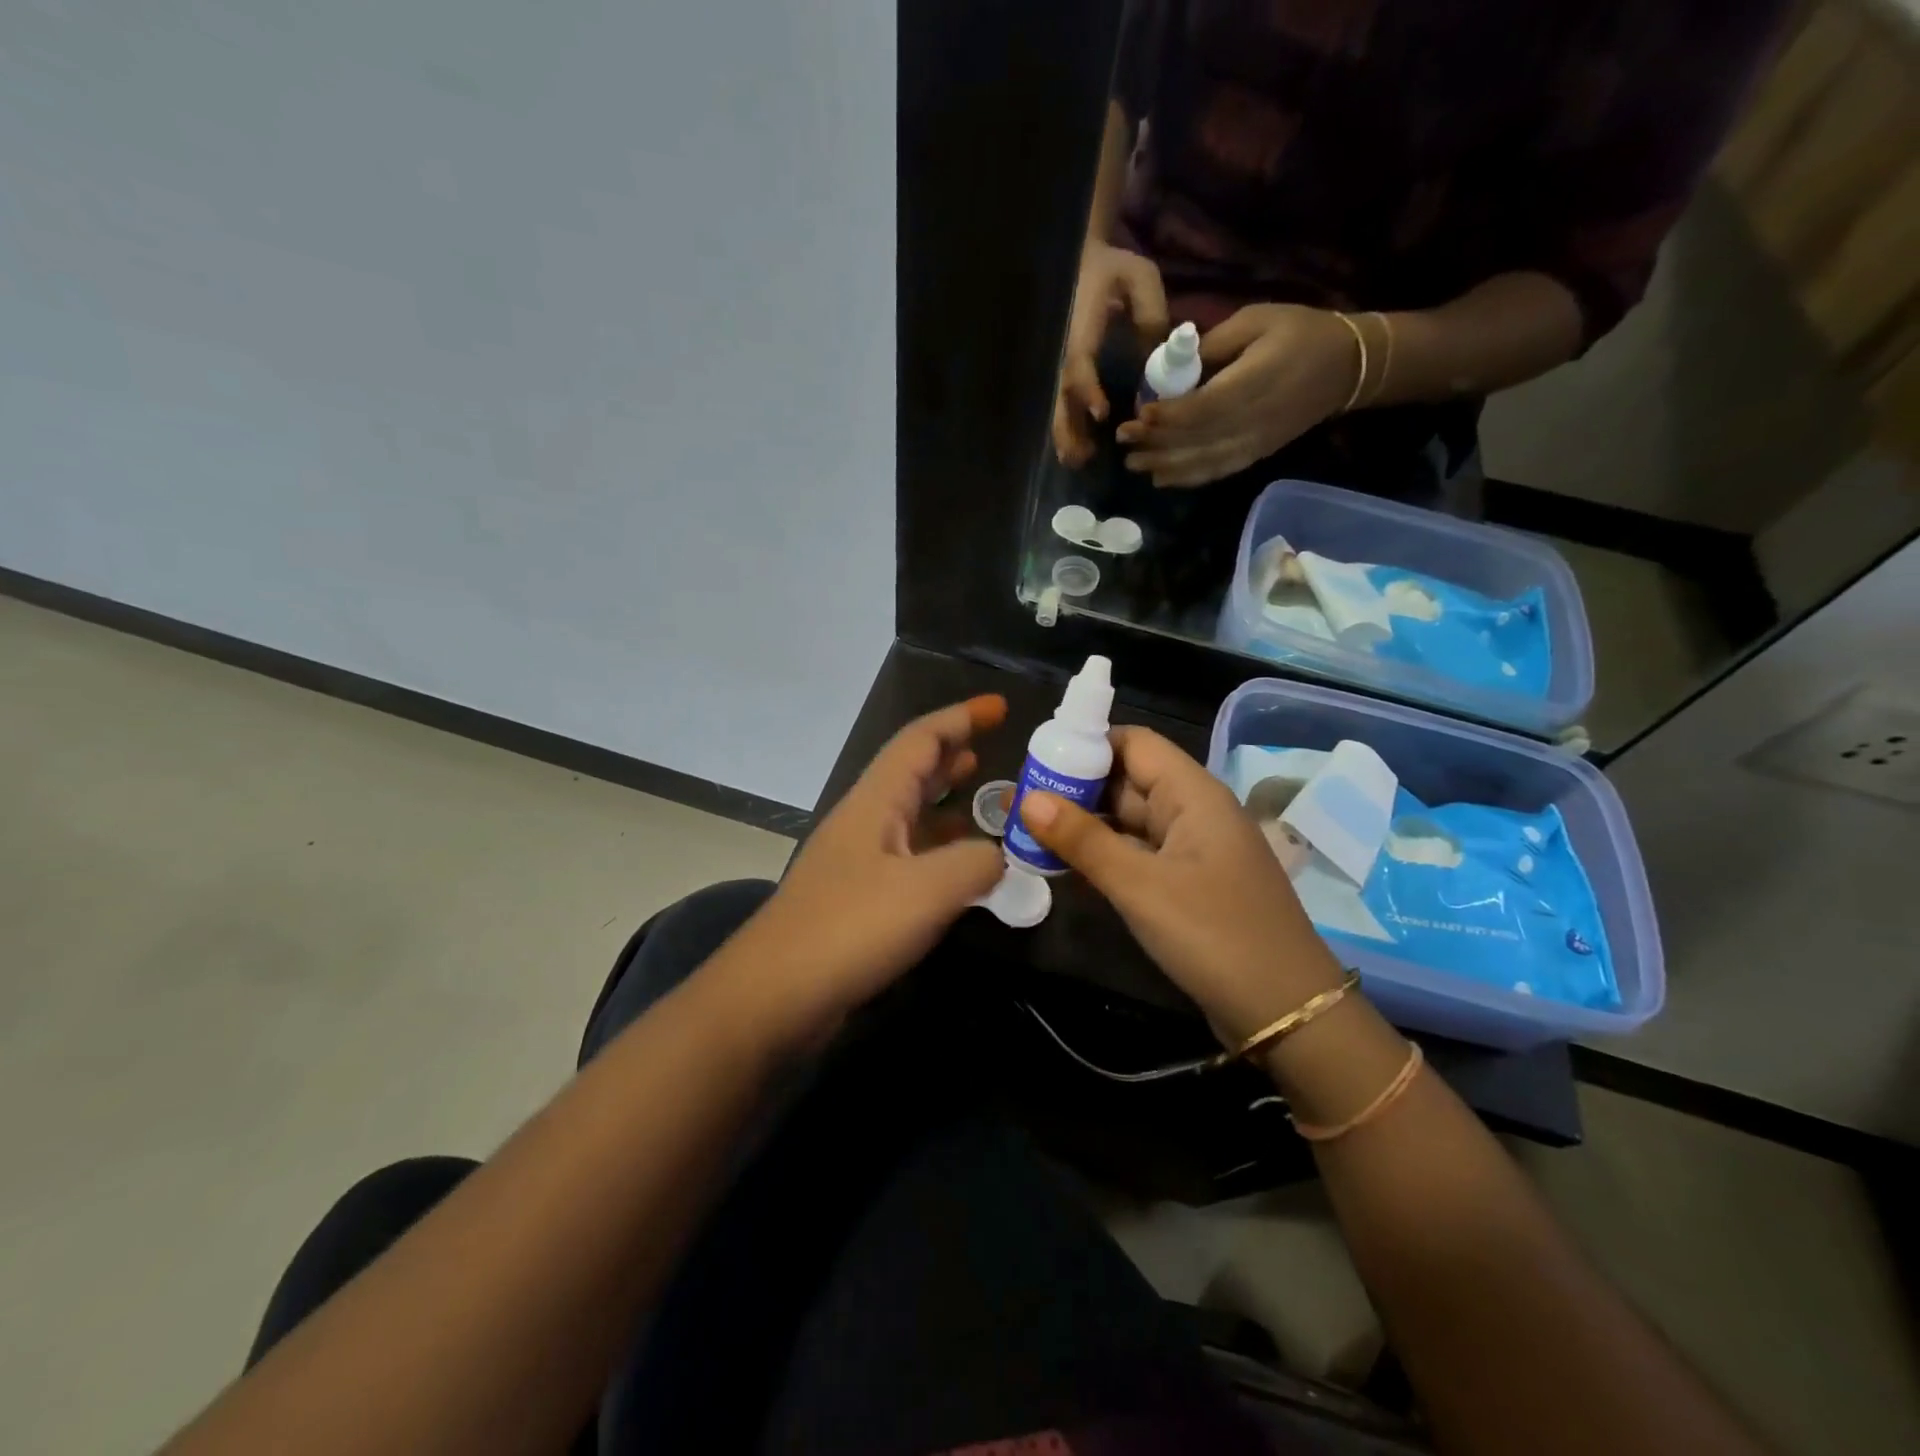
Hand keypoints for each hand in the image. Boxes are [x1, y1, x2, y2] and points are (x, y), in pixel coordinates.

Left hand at [711, 697, 1008, 1046]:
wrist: (774, 994)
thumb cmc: (849, 927)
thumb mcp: (927, 890)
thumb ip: (975, 863)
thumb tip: (999, 856)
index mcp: (876, 801)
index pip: (921, 739)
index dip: (962, 717)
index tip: (1001, 708)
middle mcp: (865, 820)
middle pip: (913, 770)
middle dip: (954, 753)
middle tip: (996, 751)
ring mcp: (859, 860)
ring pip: (911, 814)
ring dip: (948, 801)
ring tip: (987, 801)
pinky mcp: (858, 898)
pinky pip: (909, 856)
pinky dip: (940, 850)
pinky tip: (962, 869)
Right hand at [1016, 725, 1343, 1044]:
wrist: (1287, 1013)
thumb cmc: (1215, 934)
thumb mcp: (1141, 886)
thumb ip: (1083, 840)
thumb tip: (1027, 798)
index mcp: (1193, 794)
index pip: (1134, 743)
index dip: (1086, 744)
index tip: (1037, 760)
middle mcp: (1193, 812)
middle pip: (1127, 781)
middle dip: (1075, 788)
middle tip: (1018, 801)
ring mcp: (1191, 851)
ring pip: (1128, 822)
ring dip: (1084, 825)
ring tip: (1027, 831)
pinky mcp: (1186, 885)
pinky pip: (1137, 856)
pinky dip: (1102, 856)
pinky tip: (1061, 866)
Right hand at [1052, 241, 1169, 467]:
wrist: (1083, 259)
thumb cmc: (1112, 268)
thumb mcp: (1139, 276)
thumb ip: (1149, 310)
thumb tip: (1156, 354)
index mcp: (1081, 327)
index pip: (1079, 363)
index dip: (1088, 389)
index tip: (1101, 414)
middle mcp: (1064, 350)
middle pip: (1061, 396)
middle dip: (1069, 427)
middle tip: (1082, 456)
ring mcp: (1061, 362)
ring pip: (1058, 405)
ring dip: (1066, 435)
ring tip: (1077, 461)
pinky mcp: (1065, 371)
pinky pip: (1063, 404)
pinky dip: (1067, 429)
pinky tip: (1075, 452)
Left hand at [1116, 304, 1358, 487]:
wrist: (1348, 367)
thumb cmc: (1301, 333)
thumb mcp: (1257, 319)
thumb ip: (1214, 343)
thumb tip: (1174, 363)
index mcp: (1253, 383)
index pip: (1203, 408)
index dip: (1169, 416)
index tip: (1141, 414)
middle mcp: (1251, 421)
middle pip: (1196, 440)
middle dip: (1156, 443)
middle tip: (1123, 439)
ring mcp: (1254, 443)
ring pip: (1202, 462)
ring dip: (1165, 465)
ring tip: (1134, 463)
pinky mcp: (1256, 454)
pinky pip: (1217, 471)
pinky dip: (1188, 478)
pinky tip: (1163, 479)